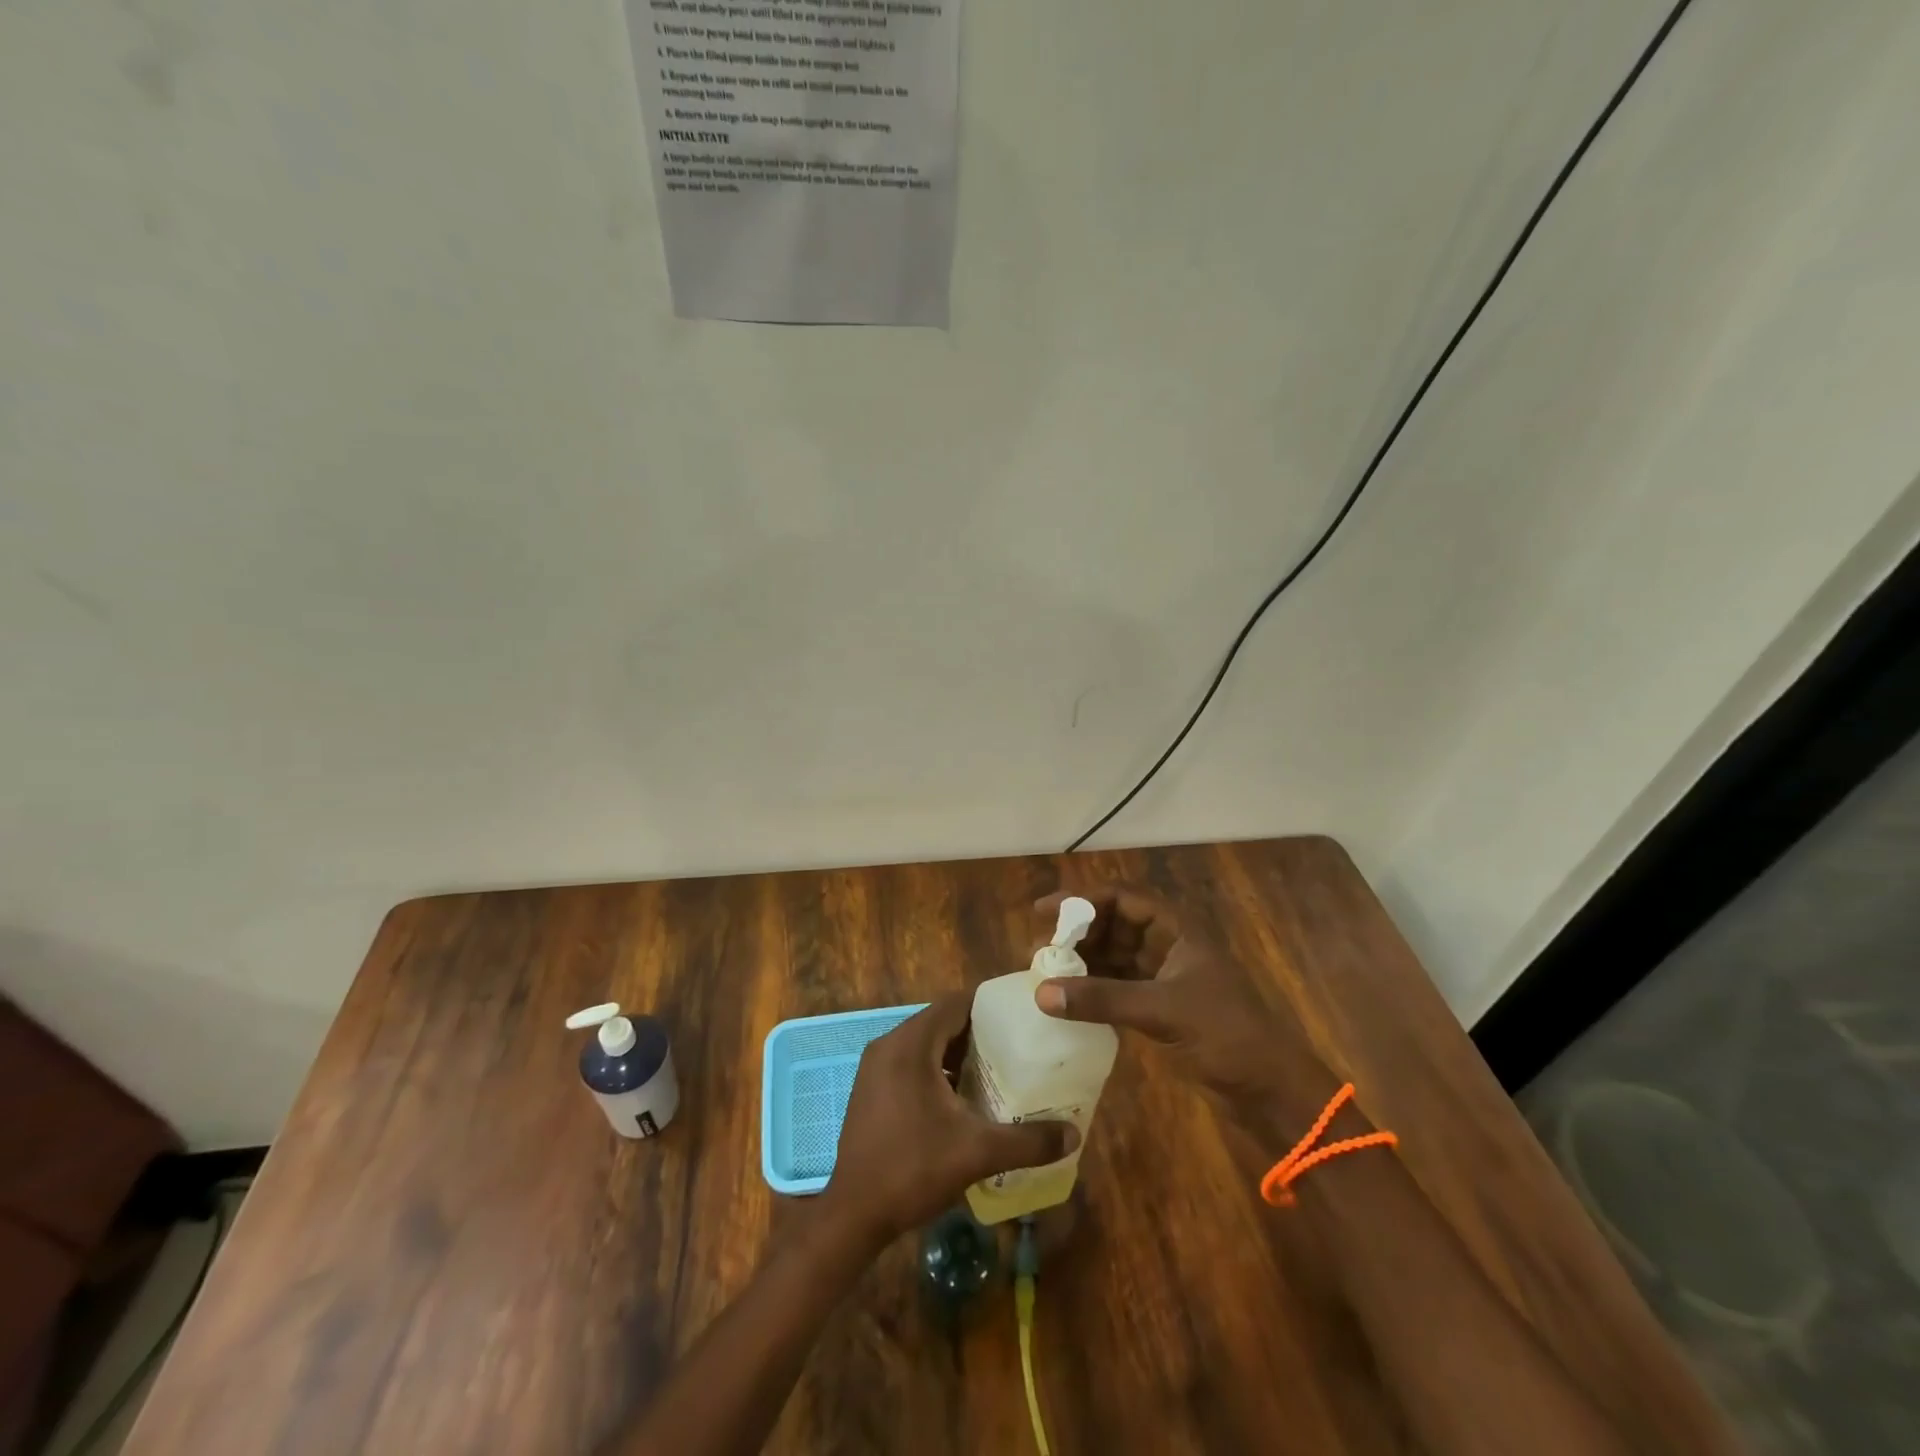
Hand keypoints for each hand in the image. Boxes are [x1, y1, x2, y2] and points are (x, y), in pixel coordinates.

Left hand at [824, 991, 1076, 1245]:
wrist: (853, 1215)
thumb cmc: (913, 1169)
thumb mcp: (976, 1152)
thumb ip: (1027, 1140)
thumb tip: (1074, 1135)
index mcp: (910, 1044)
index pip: (955, 1004)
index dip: (988, 1007)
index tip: (1019, 1018)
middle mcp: (888, 1044)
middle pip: (940, 1022)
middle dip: (977, 1033)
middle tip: (1014, 1047)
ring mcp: (874, 1067)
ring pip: (924, 1044)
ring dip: (955, 1053)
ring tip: (993, 1071)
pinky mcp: (869, 1089)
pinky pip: (909, 1063)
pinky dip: (935, 1069)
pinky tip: (959, 1099)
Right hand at [1032, 886, 1332, 1117]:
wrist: (1271, 1091)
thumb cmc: (1225, 1035)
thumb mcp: (1162, 1011)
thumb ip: (1102, 999)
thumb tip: (1041, 993)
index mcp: (1177, 930)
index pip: (1121, 898)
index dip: (1081, 900)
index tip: (1043, 912)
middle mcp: (1168, 945)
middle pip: (1113, 925)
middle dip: (1077, 934)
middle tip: (1040, 951)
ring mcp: (1165, 977)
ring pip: (1114, 956)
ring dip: (1083, 963)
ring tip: (1046, 975)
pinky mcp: (1161, 1008)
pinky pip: (1118, 987)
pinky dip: (1094, 990)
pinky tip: (1069, 1001)